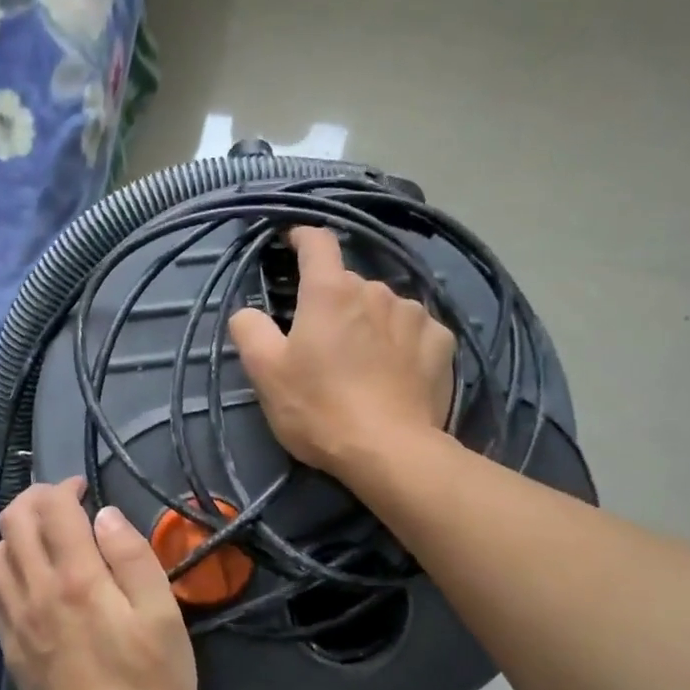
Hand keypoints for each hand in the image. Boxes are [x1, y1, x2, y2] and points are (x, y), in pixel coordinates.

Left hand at [0, 480, 196, 689]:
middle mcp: (37, 588)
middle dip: (34, 499)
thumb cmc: (149, 677)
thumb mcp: (163, 613)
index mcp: (78, 576)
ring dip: (14, 534)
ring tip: (44, 541)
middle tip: (61, 505)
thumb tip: (106, 515)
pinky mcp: (8, 643)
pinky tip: (32, 580)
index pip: (53, 508)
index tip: (85, 488)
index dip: (66, 486)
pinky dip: (7, 570)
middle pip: (12, 521)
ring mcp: (16, 618)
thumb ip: (134, 557)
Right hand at [228, 226, 455, 474]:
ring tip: (364, 364)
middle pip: (348, 284)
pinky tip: (398, 373)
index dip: (302, 237)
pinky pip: (416, 330)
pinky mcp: (442, 342)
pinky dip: (404, 343)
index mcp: (330, 291)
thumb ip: (249, 330)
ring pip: (384, 307)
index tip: (292, 243)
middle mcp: (376, 290)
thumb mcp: (266, 373)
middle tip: (323, 345)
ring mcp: (415, 314)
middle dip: (333, 304)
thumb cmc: (319, 409)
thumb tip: (248, 312)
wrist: (390, 452)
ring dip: (370, 323)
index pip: (317, 242)